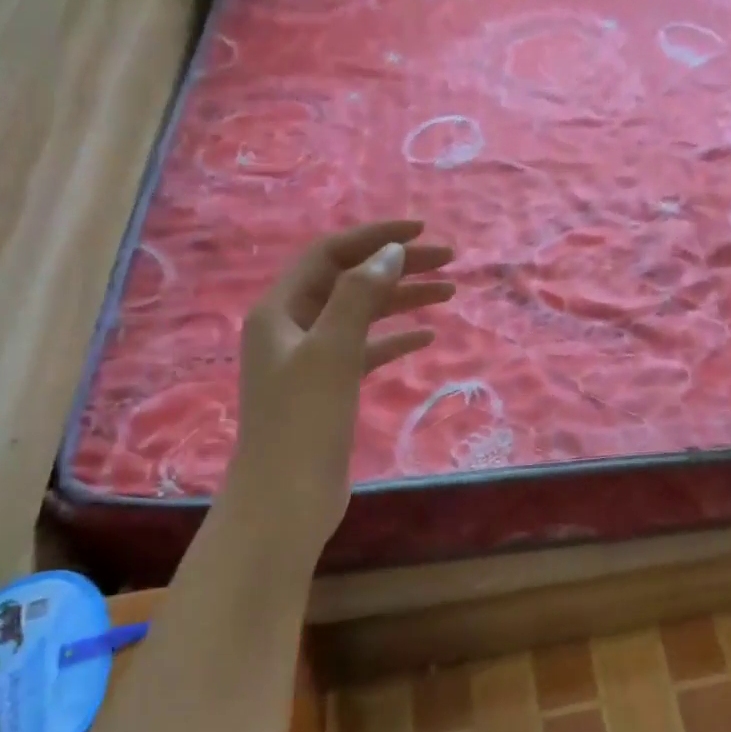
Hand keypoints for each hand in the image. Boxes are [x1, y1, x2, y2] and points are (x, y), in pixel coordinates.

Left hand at [223, 220, 454, 547]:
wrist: (286, 499)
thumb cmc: (304, 421)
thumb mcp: (332, 350)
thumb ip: (360, 295)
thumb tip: (391, 252)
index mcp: (280, 309)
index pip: (331, 253)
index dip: (376, 237)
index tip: (422, 232)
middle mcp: (292, 326)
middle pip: (351, 280)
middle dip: (398, 266)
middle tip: (450, 260)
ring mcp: (311, 358)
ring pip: (362, 314)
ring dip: (403, 300)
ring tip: (450, 292)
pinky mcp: (330, 387)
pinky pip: (366, 349)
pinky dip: (395, 339)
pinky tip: (427, 337)